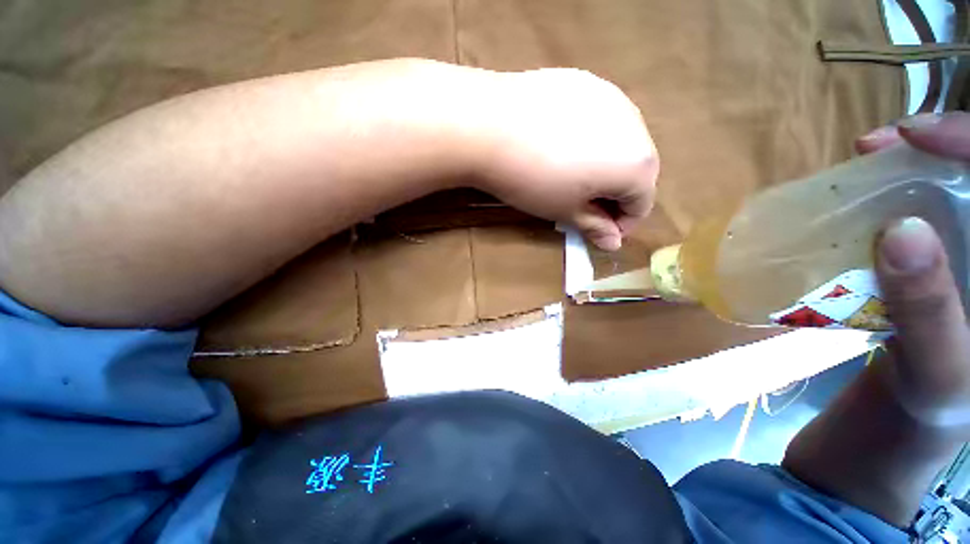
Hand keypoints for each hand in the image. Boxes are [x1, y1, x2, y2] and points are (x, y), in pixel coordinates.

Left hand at [472, 68, 658, 250]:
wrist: (490, 128)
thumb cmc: (532, 181)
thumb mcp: (565, 211)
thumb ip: (595, 226)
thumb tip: (613, 242)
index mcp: (636, 164)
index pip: (642, 203)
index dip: (621, 224)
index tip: (599, 231)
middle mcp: (636, 125)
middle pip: (636, 170)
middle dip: (614, 194)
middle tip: (584, 206)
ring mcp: (612, 97)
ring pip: (620, 142)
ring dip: (605, 165)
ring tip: (572, 175)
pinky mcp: (587, 82)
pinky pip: (600, 119)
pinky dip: (590, 139)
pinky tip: (561, 145)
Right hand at [859, 113, 969, 429]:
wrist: (923, 400)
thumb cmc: (940, 397)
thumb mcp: (938, 368)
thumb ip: (929, 312)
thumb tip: (900, 233)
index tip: (915, 135)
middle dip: (942, 143)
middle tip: (884, 143)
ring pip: (959, 178)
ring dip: (917, 160)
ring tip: (874, 158)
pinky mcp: (954, 244)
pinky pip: (935, 199)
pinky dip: (904, 186)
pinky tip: (878, 189)